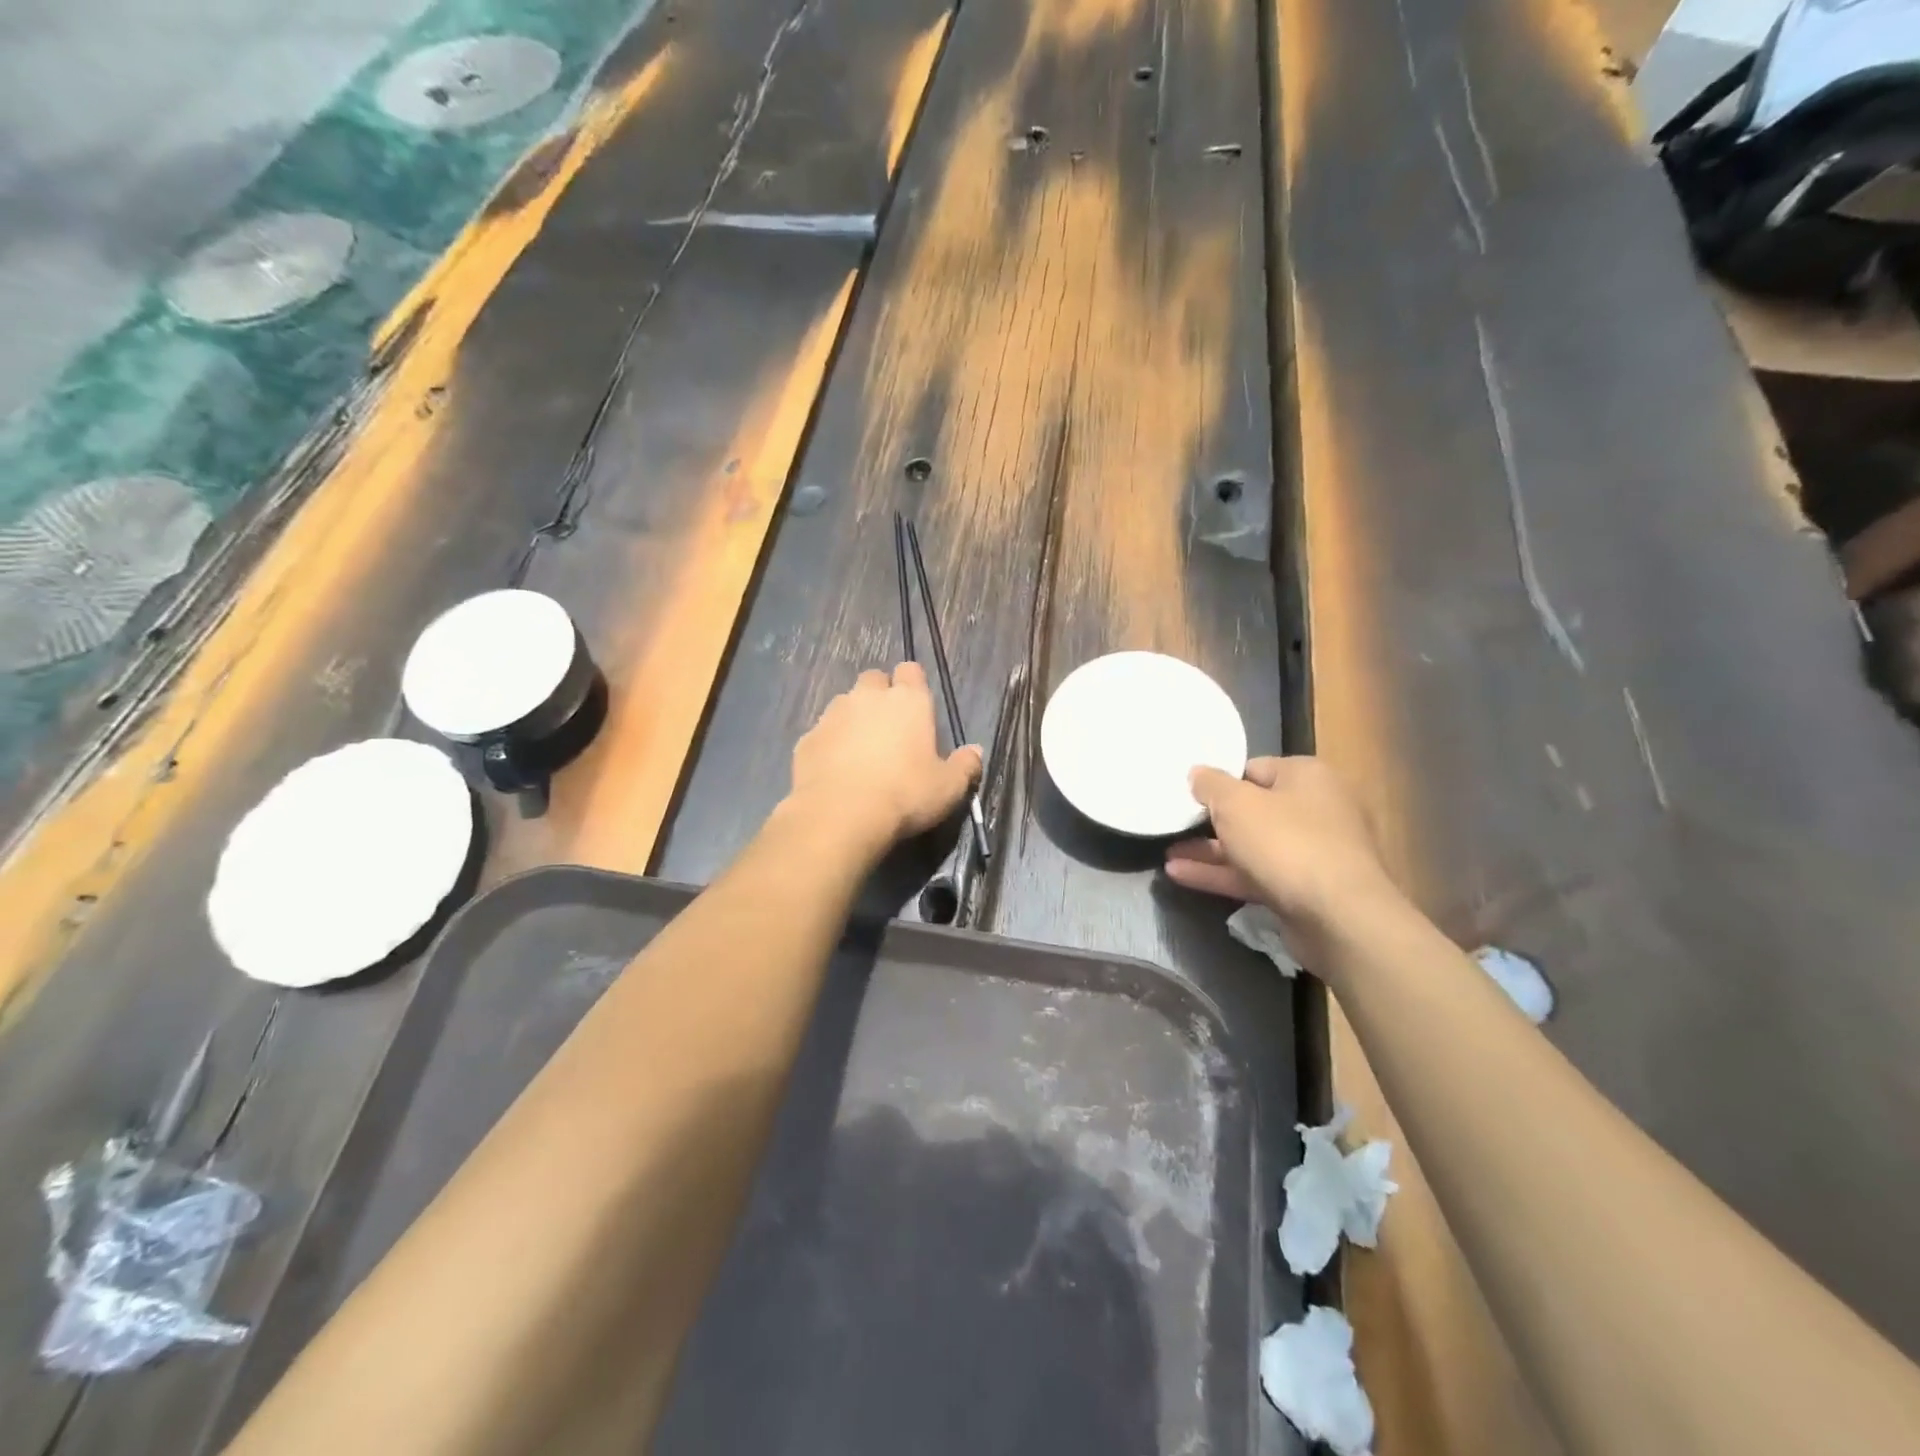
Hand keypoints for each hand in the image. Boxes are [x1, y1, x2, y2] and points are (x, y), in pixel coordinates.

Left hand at [786, 663, 981, 850]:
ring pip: (844, 703)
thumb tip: (975, 752)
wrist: (840, 815)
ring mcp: (833, 715)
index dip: (913, 685)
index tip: (916, 708)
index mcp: (908, 701)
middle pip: (873, 679)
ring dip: (853, 718)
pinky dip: (829, 745)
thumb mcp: (948, 788)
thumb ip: (965, 766)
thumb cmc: (904, 795)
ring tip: (860, 751)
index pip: (911, 670)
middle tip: (889, 729)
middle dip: (880, 696)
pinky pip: (822, 733)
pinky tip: (835, 771)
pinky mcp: (807, 739)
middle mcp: (868, 697)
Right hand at [1166, 756, 1401, 933]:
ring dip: (1209, 850)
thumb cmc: (1287, 843)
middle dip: (1211, 820)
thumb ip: (1211, 785)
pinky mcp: (1302, 890)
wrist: (1340, 918)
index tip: (1189, 793)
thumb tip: (1197, 772)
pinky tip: (1179, 875)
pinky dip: (1220, 874)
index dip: (1220, 780)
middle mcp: (1315, 810)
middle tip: (1175, 823)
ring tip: (1166, 853)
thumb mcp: (1236, 804)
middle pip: (1253, 809)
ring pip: (1251, 846)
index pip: (1254, 768)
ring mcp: (1311, 853)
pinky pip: (1254, 875)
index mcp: (1307, 777)